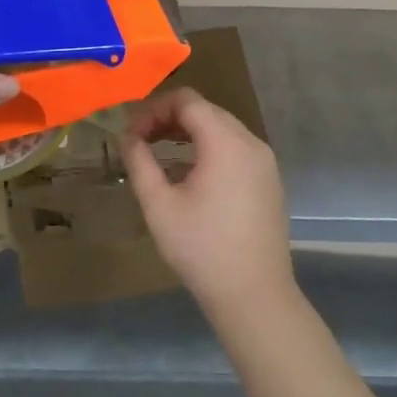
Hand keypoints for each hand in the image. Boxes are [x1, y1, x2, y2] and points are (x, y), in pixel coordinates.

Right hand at [122, 88, 296, 320]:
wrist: (255, 297)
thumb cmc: (202, 249)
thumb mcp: (159, 205)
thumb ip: (140, 162)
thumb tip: (127, 136)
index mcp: (225, 142)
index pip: (187, 100)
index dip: (154, 109)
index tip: (132, 133)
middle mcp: (250, 142)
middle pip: (205, 110)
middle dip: (169, 118)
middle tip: (141, 140)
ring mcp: (264, 161)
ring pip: (221, 128)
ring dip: (189, 132)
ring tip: (160, 153)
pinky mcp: (269, 180)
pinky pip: (235, 148)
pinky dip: (210, 148)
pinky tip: (189, 175)